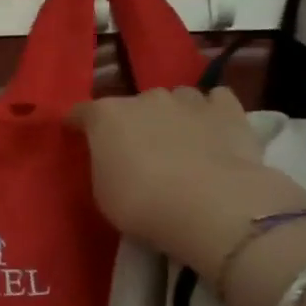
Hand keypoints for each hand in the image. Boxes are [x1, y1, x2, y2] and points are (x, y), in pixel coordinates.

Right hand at [67, 86, 305, 275]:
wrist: (211, 207)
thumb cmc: (143, 204)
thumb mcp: (103, 194)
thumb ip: (104, 166)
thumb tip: (113, 159)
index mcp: (107, 116)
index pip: (82, 112)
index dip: (79, 124)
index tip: (77, 135)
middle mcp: (145, 98)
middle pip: (133, 105)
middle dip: (133, 122)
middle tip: (139, 151)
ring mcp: (189, 100)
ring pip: (176, 99)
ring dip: (173, 115)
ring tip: (180, 142)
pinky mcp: (228, 110)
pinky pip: (216, 101)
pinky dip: (212, 113)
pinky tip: (214, 131)